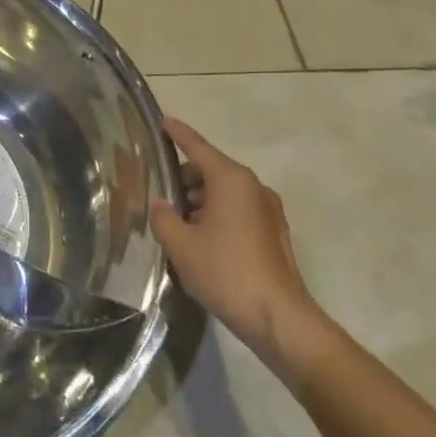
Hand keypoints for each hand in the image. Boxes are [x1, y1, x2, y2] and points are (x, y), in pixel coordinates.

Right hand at [151, 118, 330, 379]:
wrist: (277, 316)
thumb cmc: (225, 271)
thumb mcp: (180, 244)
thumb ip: (163, 218)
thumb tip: (160, 205)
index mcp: (231, 180)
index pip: (198, 147)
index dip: (178, 134)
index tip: (163, 120)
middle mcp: (253, 187)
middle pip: (212, 169)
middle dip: (185, 177)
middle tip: (158, 191)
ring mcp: (268, 210)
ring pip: (225, 193)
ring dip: (200, 200)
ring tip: (175, 221)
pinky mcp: (273, 233)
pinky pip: (238, 211)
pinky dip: (217, 215)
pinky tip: (199, 240)